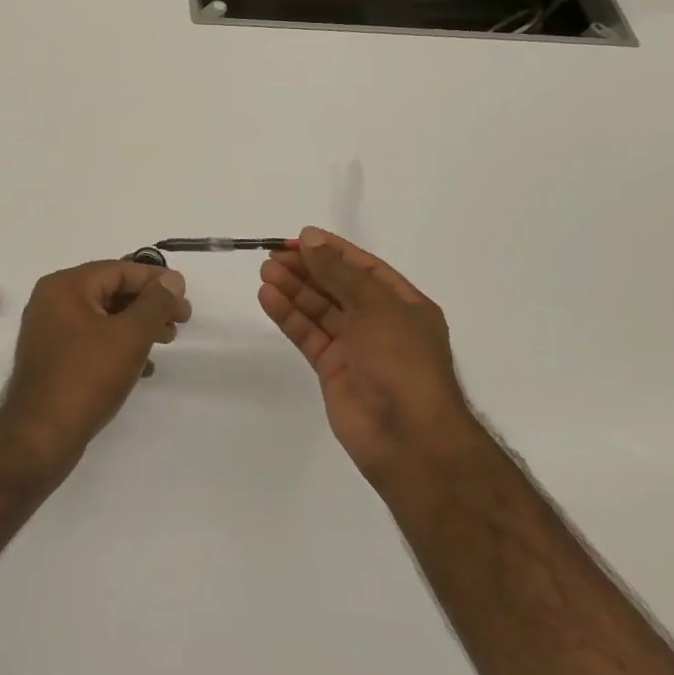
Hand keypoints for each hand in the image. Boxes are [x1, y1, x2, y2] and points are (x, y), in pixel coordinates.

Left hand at [0, 259, 191, 467]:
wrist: (40, 437)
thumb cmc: (86, 378)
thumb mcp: (129, 336)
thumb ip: (155, 303)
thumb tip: (173, 279)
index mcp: (65, 286)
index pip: (119, 270)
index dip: (155, 280)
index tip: (185, 295)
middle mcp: (53, 301)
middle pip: (111, 291)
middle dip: (149, 304)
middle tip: (181, 320)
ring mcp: (50, 331)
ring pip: (103, 317)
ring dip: (137, 325)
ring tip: (167, 340)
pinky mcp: (53, 359)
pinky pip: (93, 340)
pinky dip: (119, 345)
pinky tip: (145, 366)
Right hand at [259, 227, 474, 489]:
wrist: (408, 437)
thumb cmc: (402, 361)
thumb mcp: (376, 307)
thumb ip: (339, 272)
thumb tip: (311, 240)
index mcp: (404, 305)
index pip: (365, 268)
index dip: (333, 251)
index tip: (300, 238)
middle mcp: (381, 323)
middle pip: (338, 287)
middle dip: (308, 269)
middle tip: (273, 254)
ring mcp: (356, 348)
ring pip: (320, 310)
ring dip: (294, 290)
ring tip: (265, 271)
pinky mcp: (333, 370)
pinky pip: (308, 335)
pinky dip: (289, 316)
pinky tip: (268, 298)